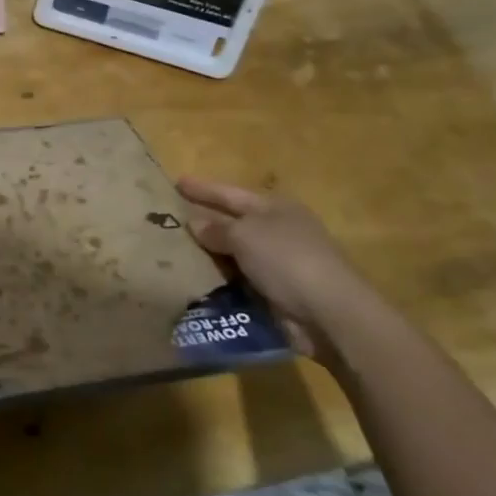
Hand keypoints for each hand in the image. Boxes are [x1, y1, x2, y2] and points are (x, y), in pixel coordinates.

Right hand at [176, 178, 382, 360]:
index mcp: (274, 208)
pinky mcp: (277, 293)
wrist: (329, 313)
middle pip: (233, 222)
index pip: (230, 193)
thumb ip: (217, 229)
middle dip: (203, 222)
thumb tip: (195, 223)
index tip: (176, 182)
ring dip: (209, 256)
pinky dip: (220, 281)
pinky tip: (195, 283)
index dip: (203, 189)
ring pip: (234, 254)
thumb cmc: (286, 259)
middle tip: (167, 220)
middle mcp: (278, 231)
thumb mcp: (245, 235)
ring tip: (172, 255)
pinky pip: (239, 281)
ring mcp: (279, 264)